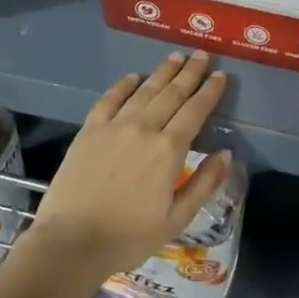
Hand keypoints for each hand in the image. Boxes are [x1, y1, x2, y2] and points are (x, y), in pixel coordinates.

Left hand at [28, 52, 230, 278]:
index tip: (221, 75)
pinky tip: (133, 77)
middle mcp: (144, 128)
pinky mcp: (89, 130)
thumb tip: (226, 154)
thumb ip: (204, 184)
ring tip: (175, 56)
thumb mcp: (177, 219)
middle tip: (202, 55)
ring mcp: (114, 126)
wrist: (72, 242)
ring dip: (162, 72)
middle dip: (190, 73)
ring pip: (144, 91)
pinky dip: (124, 85)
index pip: (195, 111)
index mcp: (168, 150)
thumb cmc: (129, 237)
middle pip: (172, 94)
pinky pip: (109, 99)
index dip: (210, 91)